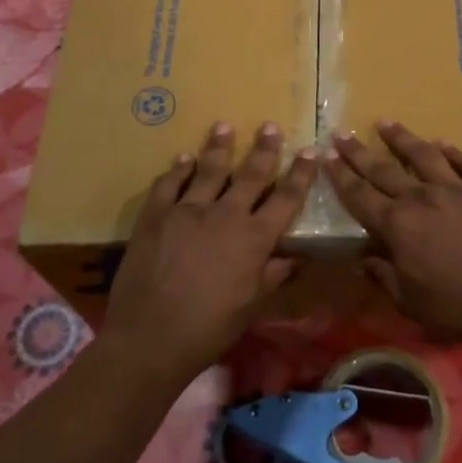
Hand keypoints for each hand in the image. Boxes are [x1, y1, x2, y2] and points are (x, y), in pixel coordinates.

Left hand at [102, 121, 317, 386]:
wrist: (151, 337)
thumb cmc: (210, 328)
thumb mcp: (252, 306)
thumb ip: (273, 276)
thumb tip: (296, 258)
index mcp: (254, 238)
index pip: (286, 198)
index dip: (300, 174)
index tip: (310, 151)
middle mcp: (225, 215)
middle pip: (250, 174)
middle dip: (264, 149)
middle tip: (270, 126)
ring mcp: (187, 211)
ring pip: (208, 170)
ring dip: (219, 147)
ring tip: (224, 126)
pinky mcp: (155, 216)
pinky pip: (169, 184)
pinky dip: (178, 169)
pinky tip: (183, 158)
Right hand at [327, 120, 461, 341]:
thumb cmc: (451, 306)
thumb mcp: (406, 299)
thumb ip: (381, 273)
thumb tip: (362, 258)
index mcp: (397, 224)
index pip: (359, 194)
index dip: (340, 175)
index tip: (327, 155)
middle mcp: (421, 197)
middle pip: (384, 168)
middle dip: (359, 152)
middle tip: (343, 133)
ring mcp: (457, 189)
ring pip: (424, 155)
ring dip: (402, 137)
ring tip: (386, 121)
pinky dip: (454, 152)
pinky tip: (444, 143)